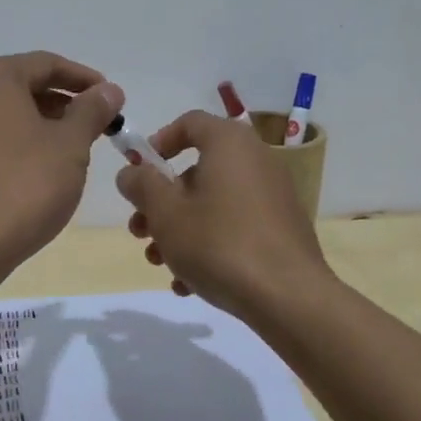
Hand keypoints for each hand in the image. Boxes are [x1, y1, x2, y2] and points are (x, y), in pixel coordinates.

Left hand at [0, 52, 122, 262]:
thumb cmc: (24, 183)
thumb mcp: (70, 144)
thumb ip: (92, 111)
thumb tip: (109, 91)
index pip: (46, 64)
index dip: (84, 79)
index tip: (112, 99)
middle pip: (20, 86)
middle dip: (61, 103)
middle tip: (94, 126)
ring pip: (1, 114)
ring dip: (38, 125)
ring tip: (69, 150)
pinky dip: (13, 144)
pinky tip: (35, 170)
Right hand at [115, 110, 331, 318]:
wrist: (288, 297)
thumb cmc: (218, 243)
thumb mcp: (166, 213)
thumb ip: (142, 185)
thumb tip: (131, 172)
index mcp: (229, 143)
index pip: (189, 122)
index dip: (158, 143)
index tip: (138, 172)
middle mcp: (255, 160)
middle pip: (197, 170)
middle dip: (161, 201)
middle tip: (139, 230)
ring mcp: (272, 196)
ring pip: (213, 203)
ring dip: (179, 229)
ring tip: (158, 262)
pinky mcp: (281, 229)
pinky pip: (235, 226)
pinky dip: (209, 245)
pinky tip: (188, 283)